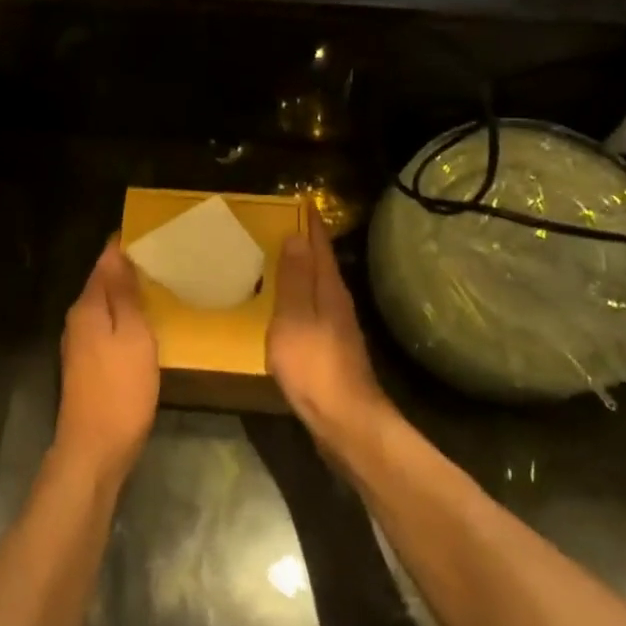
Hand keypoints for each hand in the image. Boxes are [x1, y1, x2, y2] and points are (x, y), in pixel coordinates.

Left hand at [53, 238, 159, 482]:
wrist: (94, 449)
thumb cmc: (120, 389)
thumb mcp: (133, 337)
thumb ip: (125, 295)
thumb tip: (118, 253)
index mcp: (88, 306)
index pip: (105, 261)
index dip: (125, 245)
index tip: (154, 233)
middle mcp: (78, 319)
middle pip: (103, 282)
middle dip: (129, 268)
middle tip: (166, 258)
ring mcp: (80, 343)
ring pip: (106, 305)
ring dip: (128, 294)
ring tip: (162, 284)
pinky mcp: (88, 364)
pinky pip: (108, 326)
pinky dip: (126, 318)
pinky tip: (147, 322)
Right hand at [269, 214, 388, 449]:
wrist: (345, 422)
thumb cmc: (314, 366)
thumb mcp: (294, 318)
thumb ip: (294, 279)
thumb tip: (296, 236)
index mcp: (329, 291)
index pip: (320, 247)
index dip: (311, 225)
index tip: (302, 202)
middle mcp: (338, 305)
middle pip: (322, 266)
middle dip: (307, 245)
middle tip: (284, 226)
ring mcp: (338, 330)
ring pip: (319, 290)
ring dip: (303, 273)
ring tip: (280, 261)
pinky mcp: (332, 351)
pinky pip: (314, 312)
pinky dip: (300, 300)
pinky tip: (287, 309)